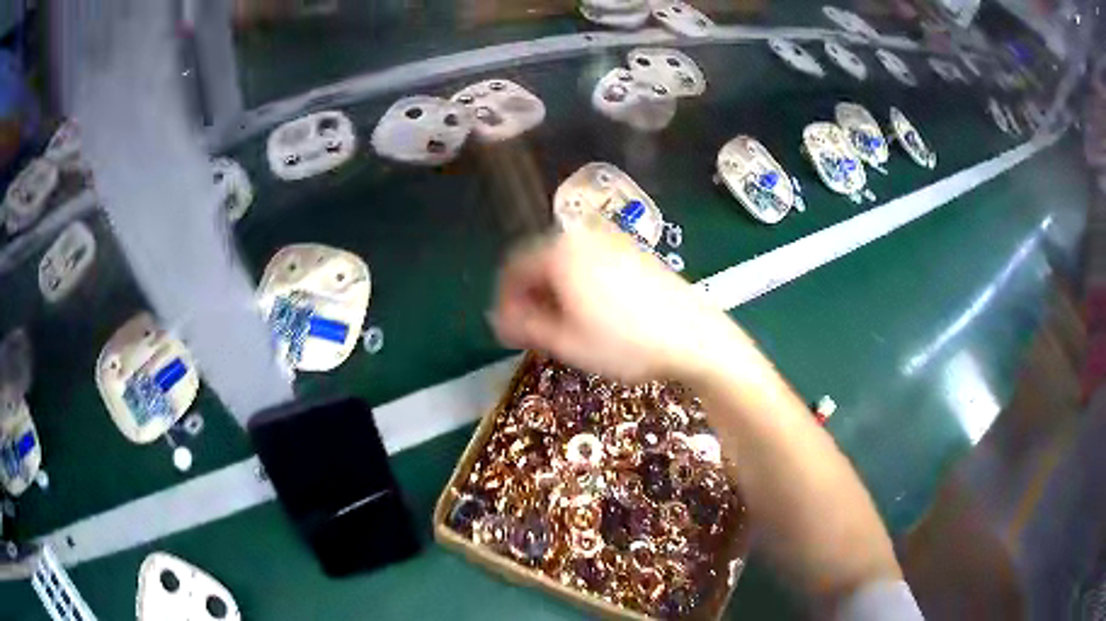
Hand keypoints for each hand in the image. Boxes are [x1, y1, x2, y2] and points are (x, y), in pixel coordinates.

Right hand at [490, 225, 746, 383]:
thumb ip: (523, 326)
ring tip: (563, 326)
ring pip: (565, 262)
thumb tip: (500, 319)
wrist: (694, 336)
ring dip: (554, 291)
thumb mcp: (566, 343)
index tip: (508, 331)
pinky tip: (592, 312)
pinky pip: (590, 261)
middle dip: (531, 296)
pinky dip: (579, 283)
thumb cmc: (625, 343)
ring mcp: (611, 239)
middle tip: (535, 331)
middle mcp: (582, 236)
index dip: (505, 302)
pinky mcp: (632, 250)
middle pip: (539, 261)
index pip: (513, 269)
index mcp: (559, 252)